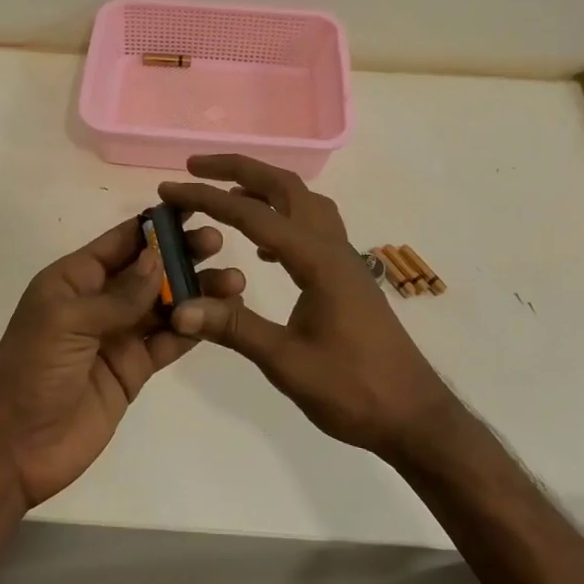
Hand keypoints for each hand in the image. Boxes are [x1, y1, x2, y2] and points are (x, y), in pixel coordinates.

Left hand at [0, 214, 243, 509]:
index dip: (155, 225)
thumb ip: (117, 294)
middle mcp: (99, 301)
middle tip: (218, 245)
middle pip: (149, 270)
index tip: (194, 209)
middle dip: (182, 255)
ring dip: (197, 291)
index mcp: (75, 279)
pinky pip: (169, 341)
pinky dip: (195, 327)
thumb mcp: (66, 322)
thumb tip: (159, 258)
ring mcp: (119, 336)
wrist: (14, 449)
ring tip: (232, 282)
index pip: (121, 242)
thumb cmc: (30, 371)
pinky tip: (222, 316)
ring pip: (166, 304)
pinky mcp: (134, 369)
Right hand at [158, 155, 459, 461]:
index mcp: (317, 261)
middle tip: (195, 167)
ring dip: (264, 189)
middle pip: (286, 187)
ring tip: (225, 198)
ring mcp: (344, 259)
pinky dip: (282, 218)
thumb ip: (234, 328)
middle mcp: (332, 247)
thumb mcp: (287, 363)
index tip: (170, 190)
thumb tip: (178, 306)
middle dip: (239, 169)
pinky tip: (264, 247)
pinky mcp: (346, 276)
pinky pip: (312, 226)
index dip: (207, 198)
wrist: (413, 416)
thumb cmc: (354, 390)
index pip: (254, 215)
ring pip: (303, 202)